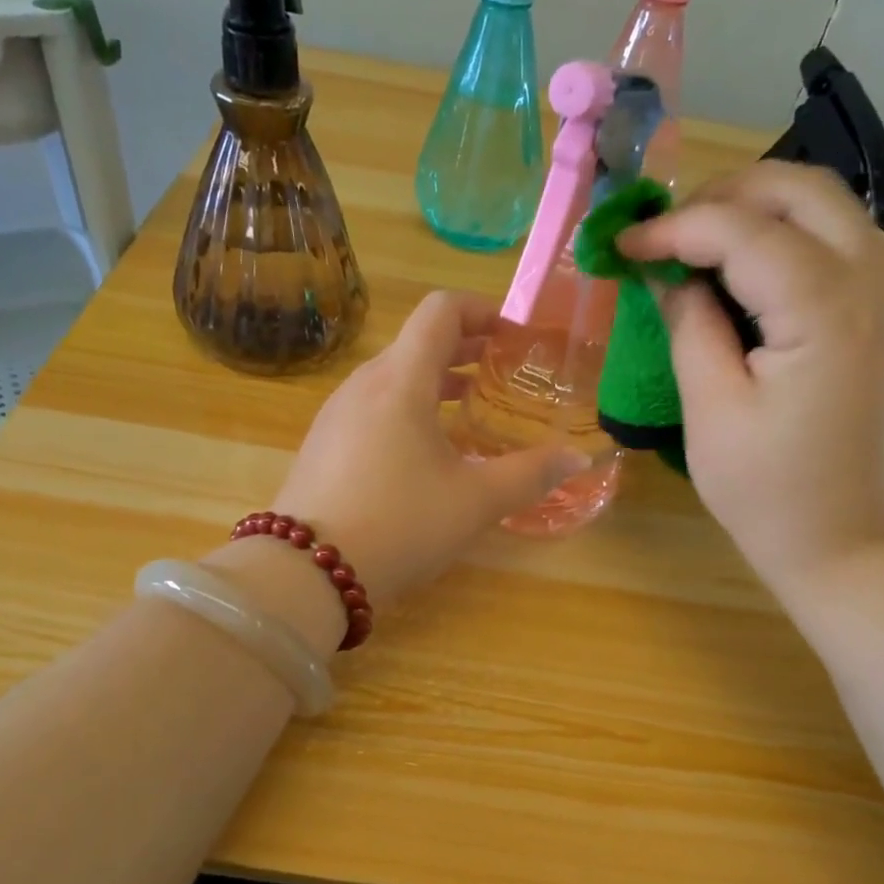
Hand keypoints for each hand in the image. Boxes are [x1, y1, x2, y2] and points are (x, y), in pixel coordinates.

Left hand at [266, 292, 589, 607]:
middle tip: (503, 373)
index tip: (515, 337)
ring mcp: (335, 414)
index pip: (441, 311)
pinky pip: (372, 408)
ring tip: (469, 410)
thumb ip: (530, 474)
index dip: (483, 311)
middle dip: (465, 349)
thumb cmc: (400, 525)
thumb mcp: (475, 502)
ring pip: (393, 377)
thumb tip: (577, 458)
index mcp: (401, 380)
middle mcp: (363, 384)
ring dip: (435, 381)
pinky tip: (424, 453)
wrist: (306, 572)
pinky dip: (407, 409)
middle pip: (417, 342)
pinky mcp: (322, 444)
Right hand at [618, 162, 883, 605]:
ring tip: (695, 244)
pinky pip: (839, 246)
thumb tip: (668, 275)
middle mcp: (874, 283)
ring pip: (828, 209)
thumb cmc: (771, 494)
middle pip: (803, 189)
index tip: (623, 246)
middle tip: (665, 232)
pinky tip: (743, 275)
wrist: (852, 547)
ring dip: (758, 210)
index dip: (675, 228)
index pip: (744, 230)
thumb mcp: (713, 411)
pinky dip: (786, 239)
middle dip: (724, 195)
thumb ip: (690, 327)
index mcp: (826, 310)